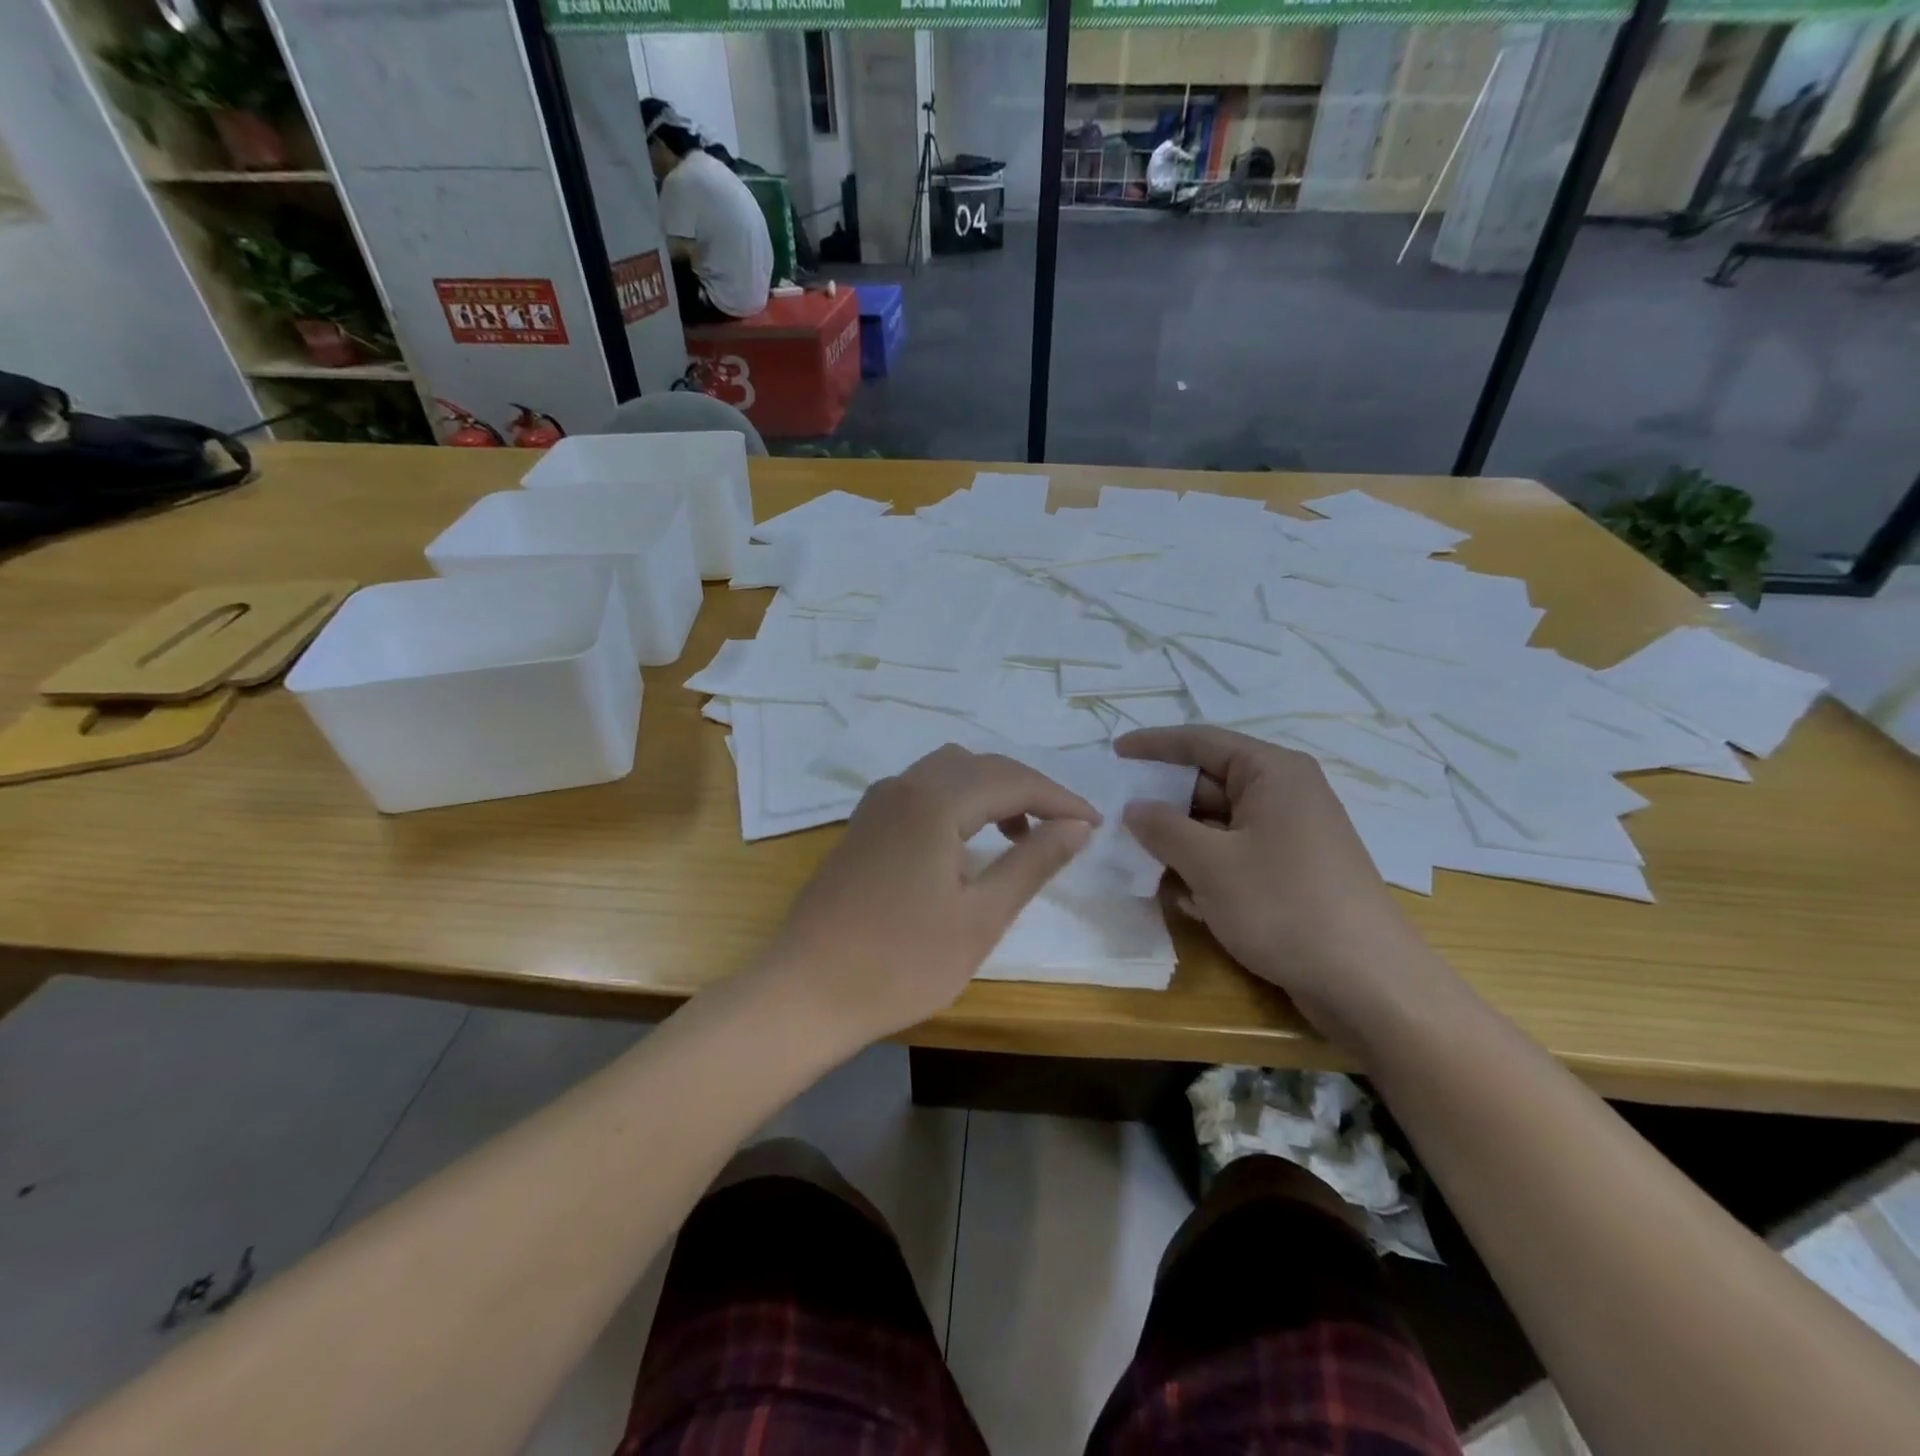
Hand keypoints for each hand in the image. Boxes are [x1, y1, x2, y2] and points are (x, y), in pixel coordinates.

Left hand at [760, 745, 1098, 1047]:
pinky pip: (921, 791)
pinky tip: (965, 842)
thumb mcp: (981, 917)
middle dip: (1027, 790)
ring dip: (990, 792)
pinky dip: (956, 801)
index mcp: (934, 800)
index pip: (1013, 780)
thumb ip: (1032, 862)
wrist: (805, 991)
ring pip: (947, 772)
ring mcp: (876, 804)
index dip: (1060, 799)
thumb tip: (1077, 827)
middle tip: (1063, 829)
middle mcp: (903, 786)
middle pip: (980, 766)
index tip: (1095, 825)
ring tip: (1018, 836)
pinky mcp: (862, 826)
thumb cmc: (900, 962)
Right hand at [1115, 726, 1442, 1042]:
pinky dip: (1205, 868)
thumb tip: (1133, 808)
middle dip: (1162, 802)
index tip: (1113, 753)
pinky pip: (1235, 855)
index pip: (1201, 741)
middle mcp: (1285, 794)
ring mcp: (1290, 836)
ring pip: (1218, 825)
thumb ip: (1163, 828)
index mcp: (1272, 772)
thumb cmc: (1284, 905)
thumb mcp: (1210, 863)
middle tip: (1115, 817)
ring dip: (1179, 842)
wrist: (1367, 983)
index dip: (1153, 744)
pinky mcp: (1291, 873)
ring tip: (1136, 860)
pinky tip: (1180, 898)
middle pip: (1208, 784)